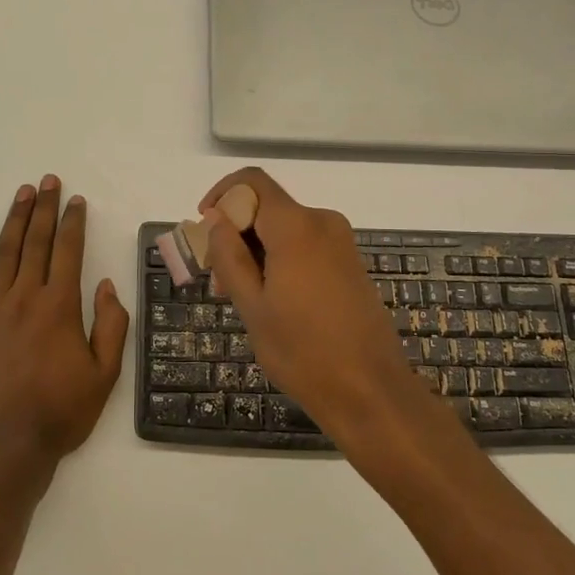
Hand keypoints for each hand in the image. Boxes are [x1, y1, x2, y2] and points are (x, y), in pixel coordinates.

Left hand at [0, 175, 129, 462]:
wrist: (4, 447)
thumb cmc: (60, 413)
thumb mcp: (104, 375)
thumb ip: (110, 326)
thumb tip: (105, 284)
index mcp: (61, 307)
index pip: (69, 251)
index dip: (72, 222)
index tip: (75, 200)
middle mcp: (26, 297)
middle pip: (36, 241)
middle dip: (44, 208)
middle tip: (47, 181)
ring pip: (5, 252)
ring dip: (15, 219)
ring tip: (22, 192)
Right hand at [201, 168, 433, 447]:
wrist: (370, 391)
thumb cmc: (302, 351)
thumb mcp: (252, 305)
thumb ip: (229, 256)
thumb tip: (216, 219)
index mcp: (296, 226)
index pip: (251, 182)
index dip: (221, 196)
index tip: (204, 230)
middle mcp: (322, 222)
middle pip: (266, 207)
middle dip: (235, 234)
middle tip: (217, 281)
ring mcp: (340, 243)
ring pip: (284, 229)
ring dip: (255, 252)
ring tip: (240, 299)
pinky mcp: (349, 263)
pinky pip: (304, 245)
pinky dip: (280, 260)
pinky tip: (271, 301)